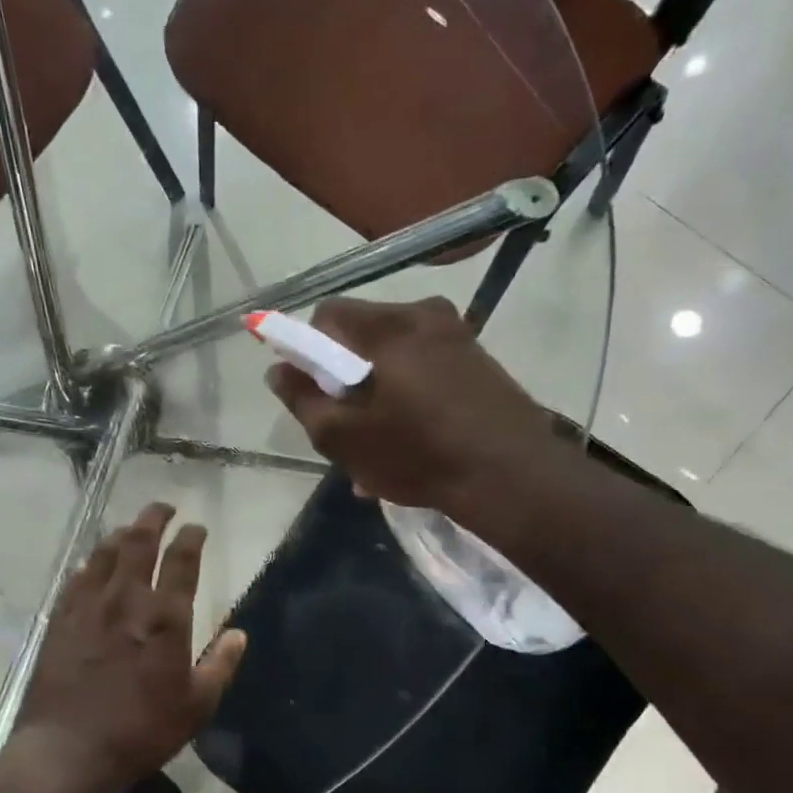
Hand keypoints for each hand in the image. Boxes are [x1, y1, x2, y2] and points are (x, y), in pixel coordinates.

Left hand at [14, 503, 246, 792]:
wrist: (69, 750)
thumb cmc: (141, 730)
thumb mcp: (196, 706)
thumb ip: (220, 665)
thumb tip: (239, 634)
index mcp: (165, 616)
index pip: (183, 560)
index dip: (191, 537)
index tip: (197, 527)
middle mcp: (126, 599)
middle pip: (140, 542)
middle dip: (154, 518)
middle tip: (163, 508)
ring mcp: (88, 606)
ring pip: (105, 552)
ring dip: (122, 534)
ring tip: (131, 529)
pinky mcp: (60, 619)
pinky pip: (76, 578)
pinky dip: (90, 563)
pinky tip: (92, 565)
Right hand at [265, 297, 568, 512]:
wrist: (514, 478)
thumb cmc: (419, 454)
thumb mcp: (344, 437)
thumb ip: (302, 399)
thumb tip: (278, 369)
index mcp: (388, 326)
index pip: (327, 314)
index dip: (307, 349)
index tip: (311, 391)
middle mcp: (425, 315)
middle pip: (361, 333)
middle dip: (344, 375)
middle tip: (345, 425)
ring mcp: (458, 337)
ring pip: (394, 355)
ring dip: (376, 392)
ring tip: (377, 446)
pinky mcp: (479, 361)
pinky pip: (425, 369)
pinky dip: (408, 397)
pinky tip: (410, 442)